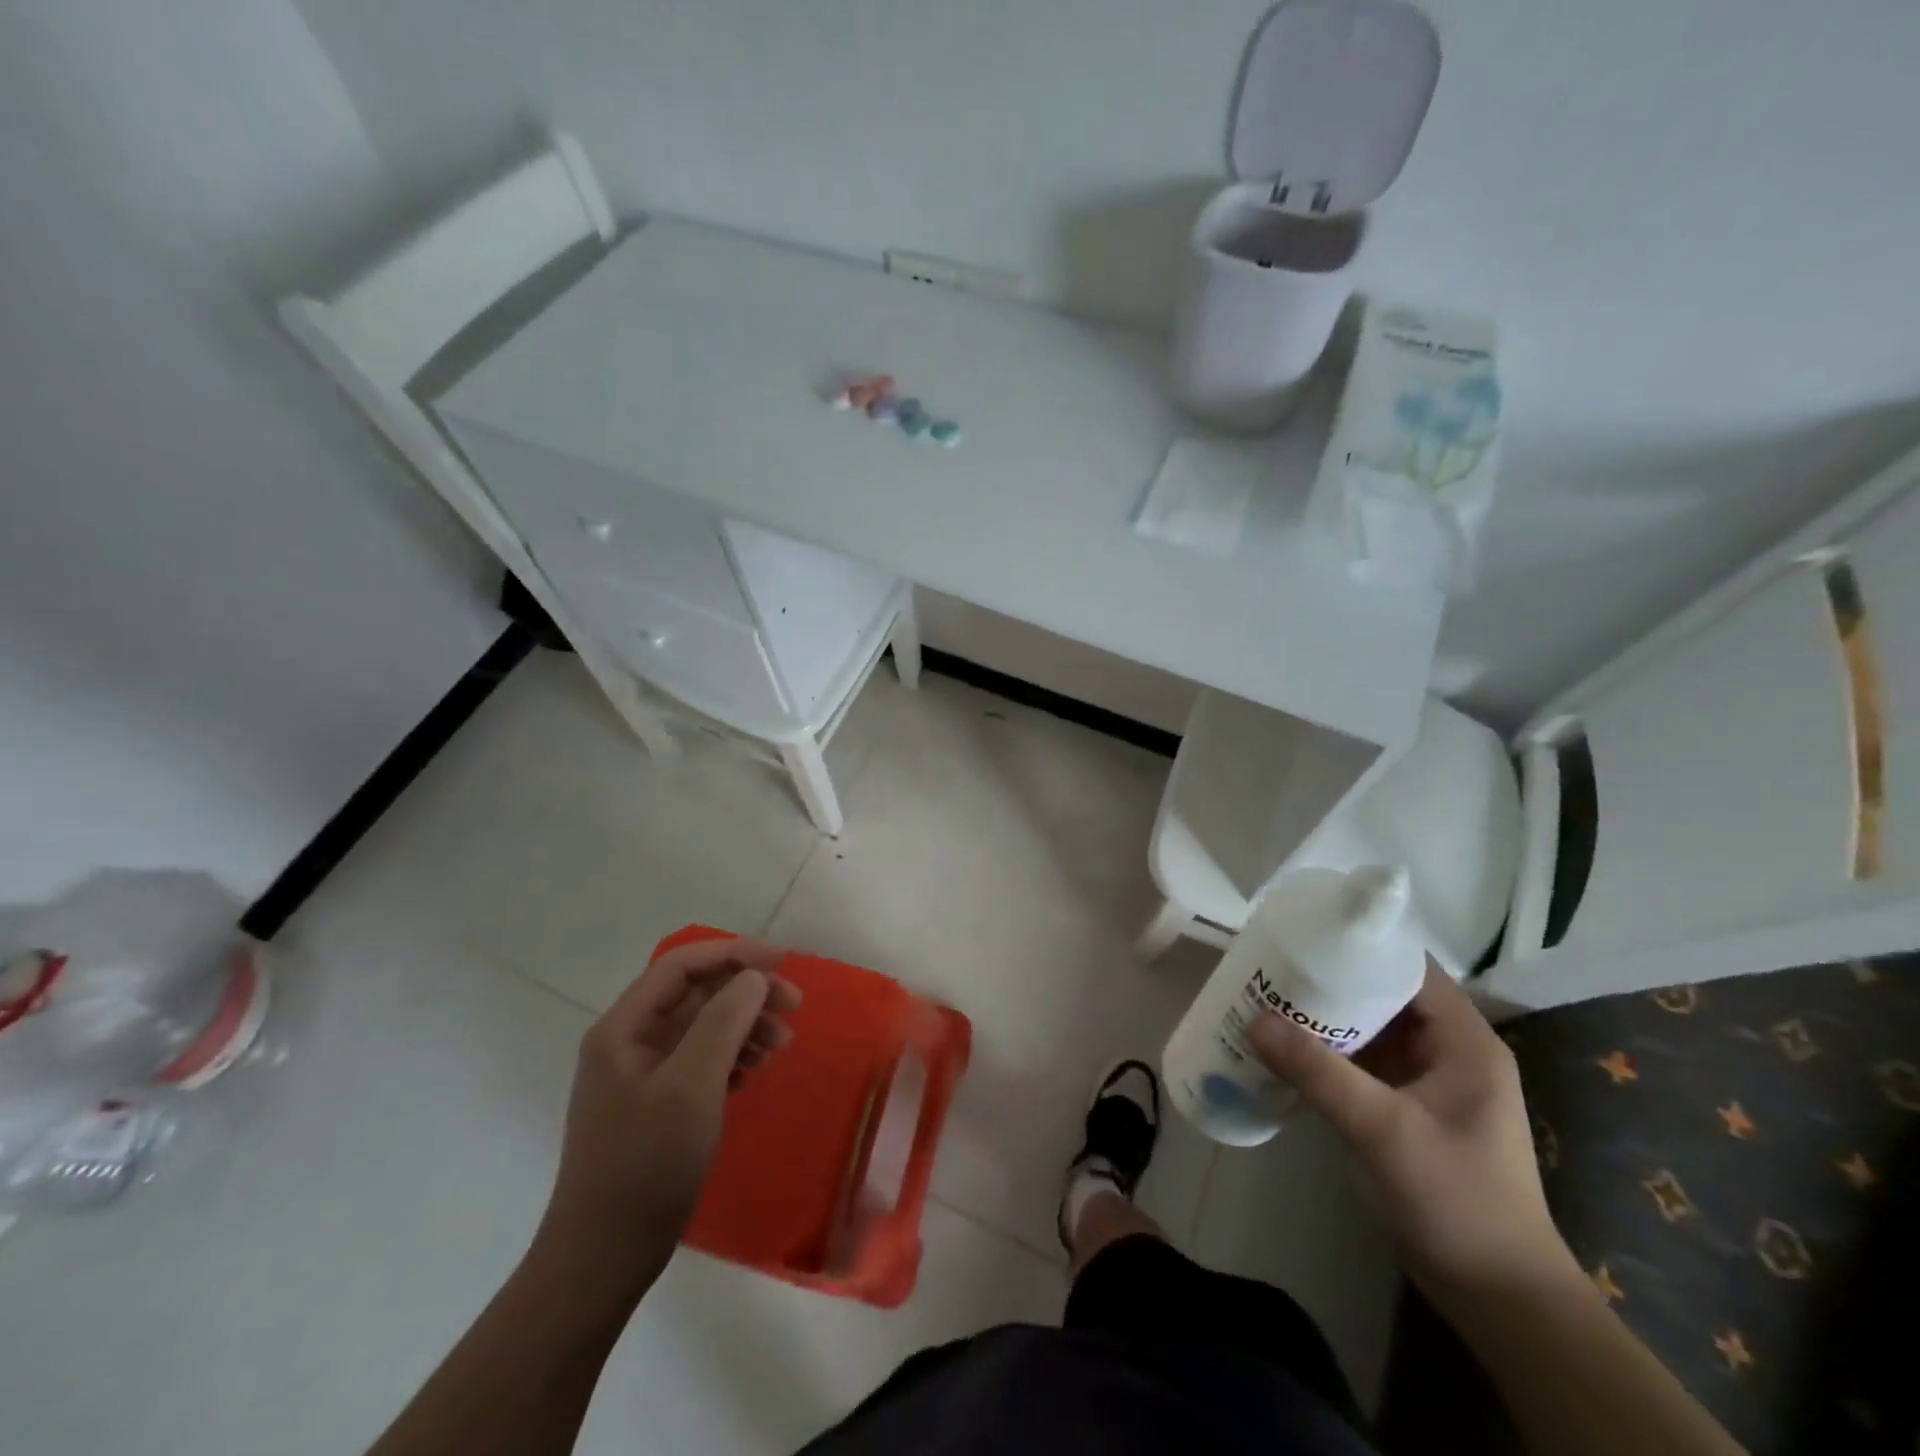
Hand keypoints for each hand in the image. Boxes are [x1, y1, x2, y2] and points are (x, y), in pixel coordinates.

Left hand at [535, 937, 800, 1287]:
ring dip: (745, 1025)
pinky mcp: (656, 1103)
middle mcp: (629, 1041)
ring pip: (702, 1025)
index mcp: (623, 1027)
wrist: (604, 1258)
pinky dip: (733, 1055)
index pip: (682, 965)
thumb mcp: (691, 1086)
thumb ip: (723, 1021)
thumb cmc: (646, 1164)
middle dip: (746, 992)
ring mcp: (641, 1074)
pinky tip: (753, 1071)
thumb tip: (753, 978)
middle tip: (793, 1007)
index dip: (734, 954)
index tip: (782, 962)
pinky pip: (701, 1058)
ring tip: (780, 1046)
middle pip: (696, 993)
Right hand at [1247, 959, 1572, 1302]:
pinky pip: (1362, 1063)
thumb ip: (1318, 1072)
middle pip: (1384, 994)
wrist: (1498, 1298)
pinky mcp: (1406, 1108)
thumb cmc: (1457, 1201)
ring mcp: (1427, 1081)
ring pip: (1370, 1029)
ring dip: (1324, 1017)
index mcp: (1465, 1042)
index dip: (1361, 945)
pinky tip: (1284, 1048)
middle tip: (1271, 966)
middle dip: (1329, 980)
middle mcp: (1448, 1051)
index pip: (1410, 968)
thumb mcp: (1384, 1130)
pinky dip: (1327, 1053)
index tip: (1305, 933)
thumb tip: (1254, 1018)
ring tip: (1267, 998)